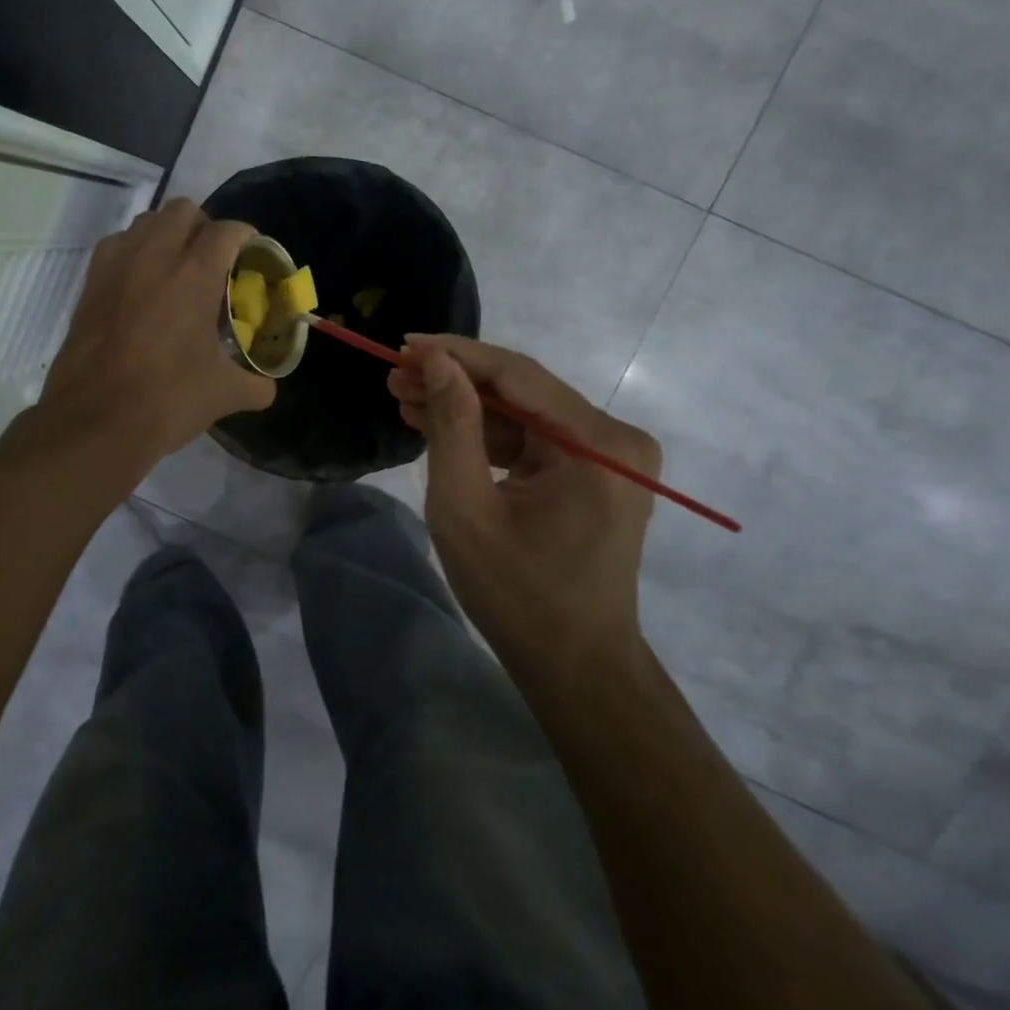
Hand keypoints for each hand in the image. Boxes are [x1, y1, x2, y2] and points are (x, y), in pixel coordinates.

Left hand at [37, 199, 274, 468]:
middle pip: (182, 210)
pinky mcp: (89, 284)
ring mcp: (116, 267)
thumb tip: (267, 389)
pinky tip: (141, 284)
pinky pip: (116, 246)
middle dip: (204, 226)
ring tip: (177, 267)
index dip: (246, 236)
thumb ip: (254, 385)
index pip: (226, 231)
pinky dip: (134, 251)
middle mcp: (153, 257)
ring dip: (166, 233)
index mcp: (194, 275)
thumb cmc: (166, 400)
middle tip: (215, 258)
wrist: (94, 421)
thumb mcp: (222, 394)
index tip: (253, 252)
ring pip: (145, 222)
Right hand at [388, 335, 660, 672]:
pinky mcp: (596, 473)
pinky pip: (533, 439)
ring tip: (404, 397)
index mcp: (598, 445)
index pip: (517, 375)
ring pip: (523, 413)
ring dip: (465, 408)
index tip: (404, 344)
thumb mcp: (466, 507)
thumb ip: (451, 426)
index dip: (455, 354)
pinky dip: (487, 436)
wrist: (575, 665)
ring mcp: (610, 456)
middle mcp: (616, 438)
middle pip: (522, 390)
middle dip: (454, 382)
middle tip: (394, 375)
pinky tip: (439, 427)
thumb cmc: (516, 594)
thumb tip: (437, 361)